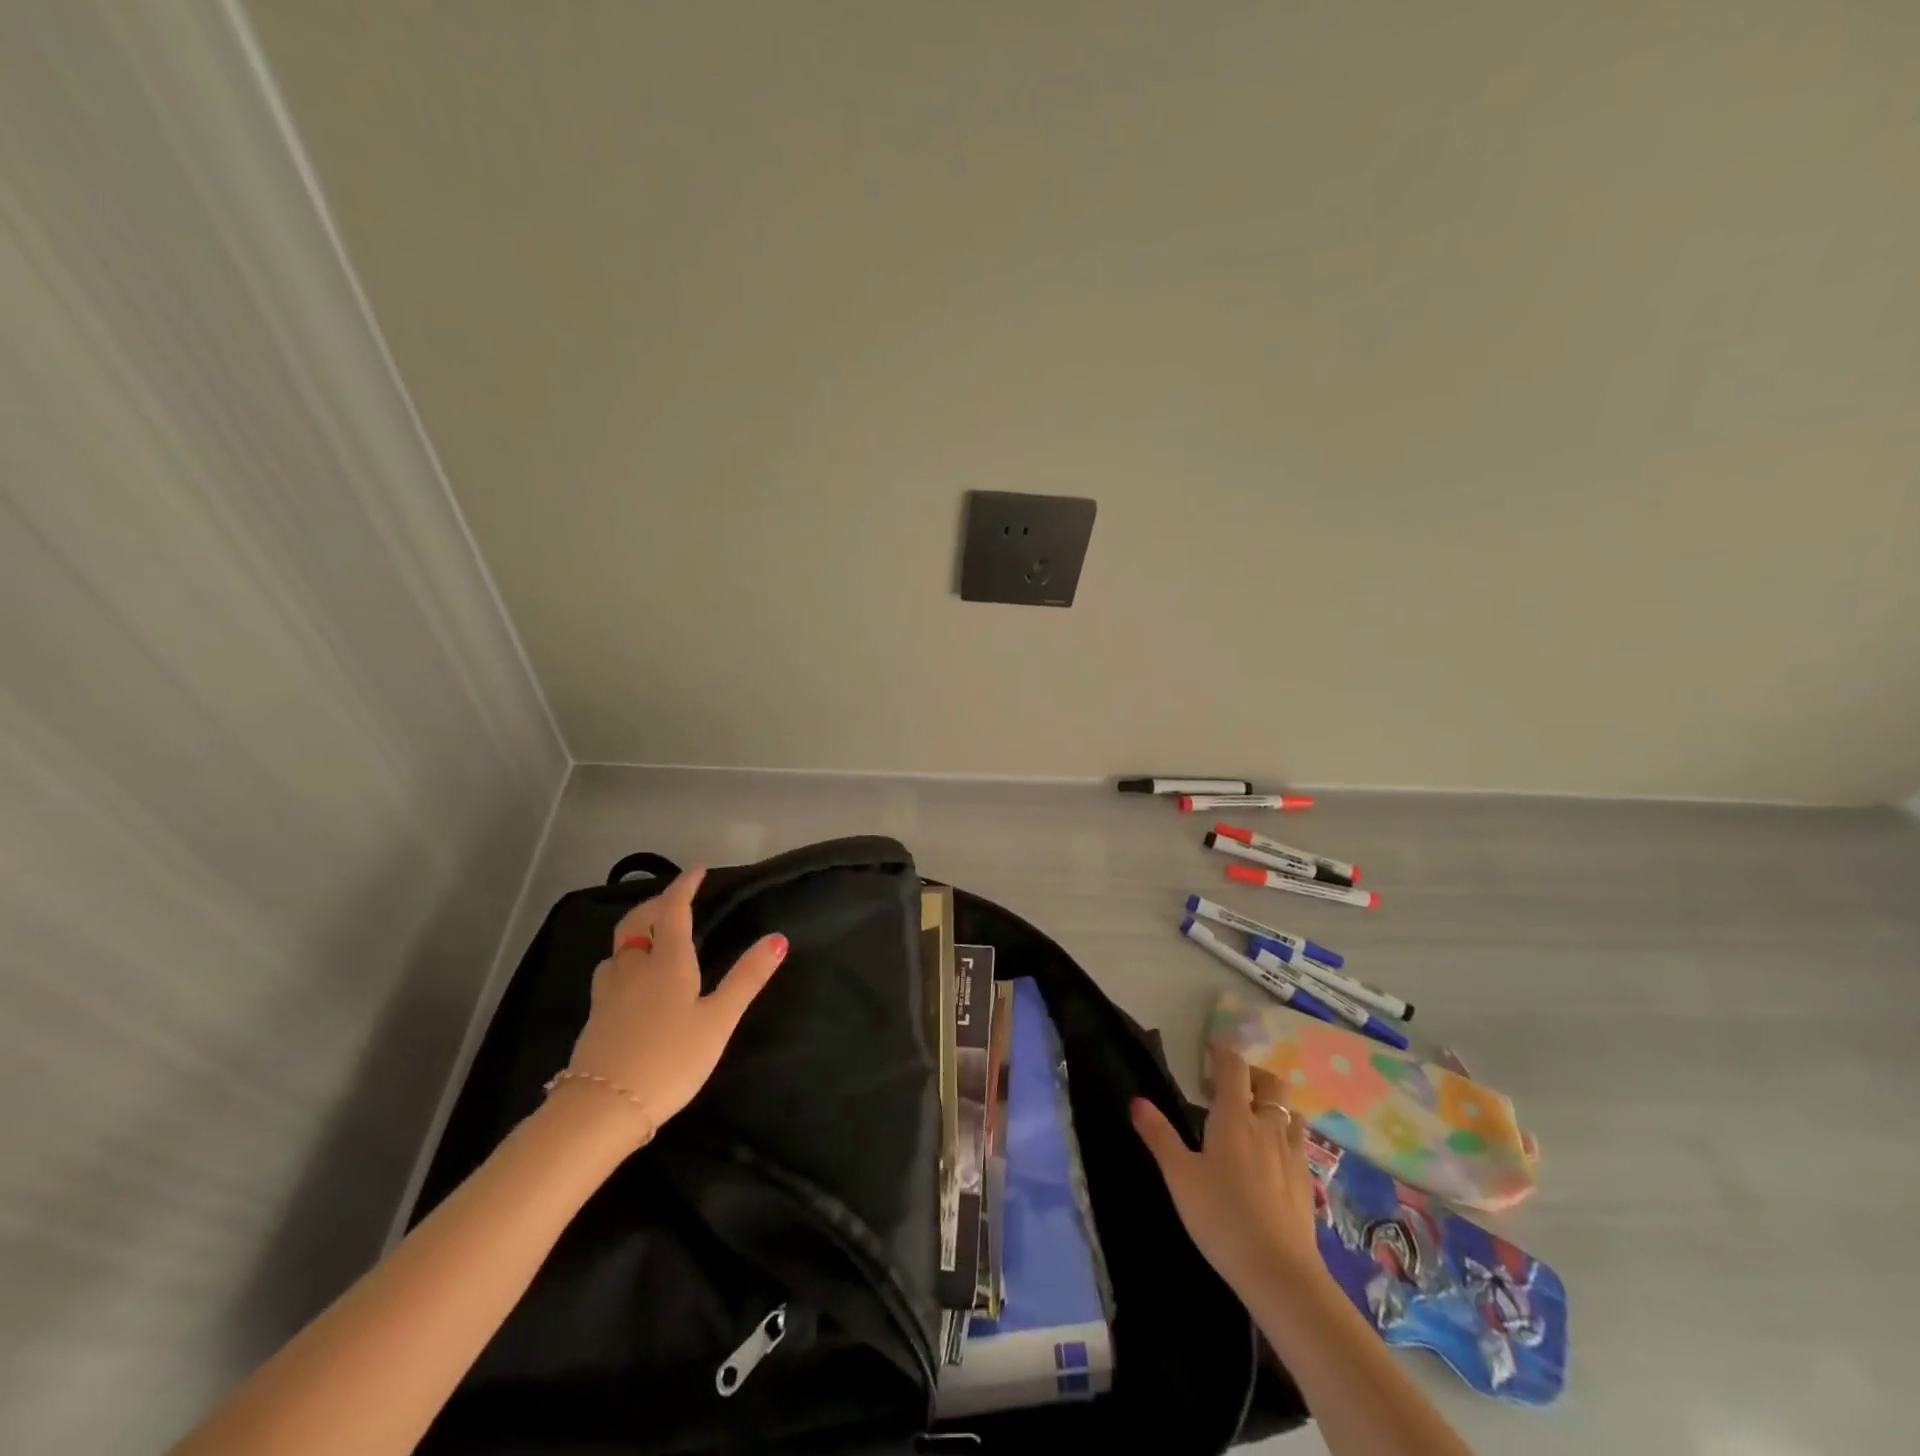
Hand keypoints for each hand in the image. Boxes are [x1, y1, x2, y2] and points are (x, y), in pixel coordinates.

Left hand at [553, 867, 787, 1149]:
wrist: (603, 1108)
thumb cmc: (671, 1060)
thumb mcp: (719, 1020)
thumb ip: (747, 978)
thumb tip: (778, 937)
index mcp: (667, 962)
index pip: (674, 910)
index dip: (685, 886)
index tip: (697, 871)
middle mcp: (634, 968)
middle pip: (637, 922)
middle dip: (655, 904)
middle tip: (673, 900)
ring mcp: (608, 993)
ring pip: (617, 949)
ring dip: (634, 933)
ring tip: (650, 939)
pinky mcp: (594, 1018)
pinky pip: (608, 975)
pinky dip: (623, 963)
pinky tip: (629, 984)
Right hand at [1132, 1043, 1324, 1299]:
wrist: (1279, 1273)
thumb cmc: (1221, 1216)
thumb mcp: (1179, 1176)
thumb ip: (1159, 1135)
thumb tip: (1137, 1100)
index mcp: (1234, 1117)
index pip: (1233, 1067)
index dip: (1222, 1052)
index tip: (1210, 1048)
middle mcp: (1267, 1126)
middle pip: (1271, 1083)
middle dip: (1252, 1075)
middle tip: (1229, 1087)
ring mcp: (1292, 1154)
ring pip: (1290, 1112)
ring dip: (1273, 1106)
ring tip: (1253, 1121)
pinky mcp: (1306, 1182)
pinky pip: (1299, 1143)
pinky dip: (1285, 1136)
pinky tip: (1271, 1159)